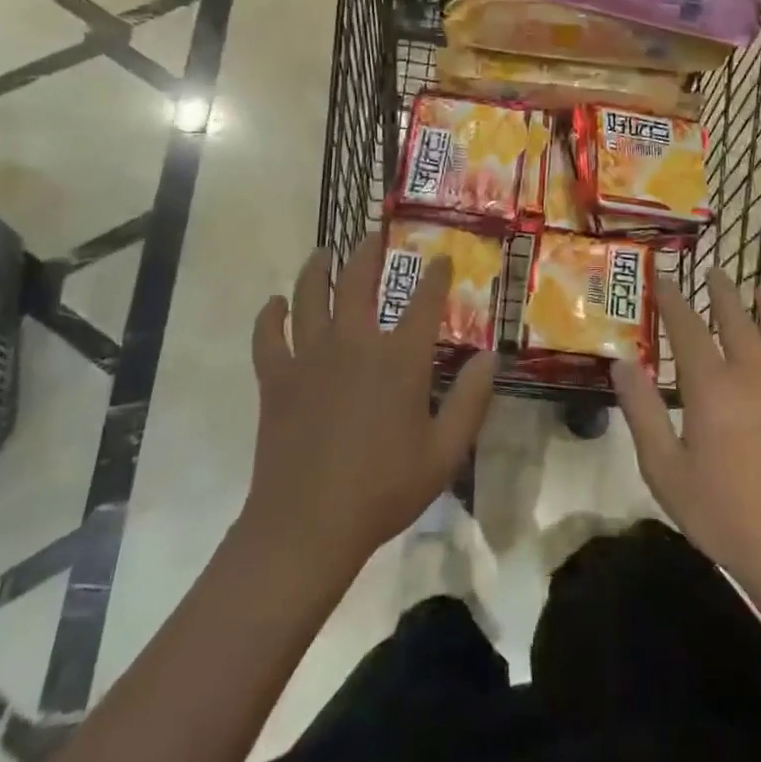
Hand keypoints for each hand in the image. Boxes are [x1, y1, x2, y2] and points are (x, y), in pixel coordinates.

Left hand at [242, 233, 496, 573]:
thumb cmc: (383, 490)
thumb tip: (492, 356)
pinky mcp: (276, 378)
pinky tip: (275, 304)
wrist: (307, 526)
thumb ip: (471, 400)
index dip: (435, 275)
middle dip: (369, 252)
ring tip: (323, 253)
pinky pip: (268, 336)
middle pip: (359, 282)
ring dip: (316, 269)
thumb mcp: (445, 452)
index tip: (440, 258)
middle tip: (373, 235)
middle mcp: (354, 343)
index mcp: (399, 359)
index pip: (424, 301)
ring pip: (310, 296)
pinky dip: (270, 316)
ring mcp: (310, 357)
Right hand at [613, 270, 760, 617]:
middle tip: (713, 271)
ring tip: (760, 288)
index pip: (688, 329)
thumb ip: (643, 412)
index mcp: (711, 388)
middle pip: (735, 320)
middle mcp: (752, 375)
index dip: (674, 301)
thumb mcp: (665, 470)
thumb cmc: (724, 514)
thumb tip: (621, 363)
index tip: (664, 278)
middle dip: (721, 293)